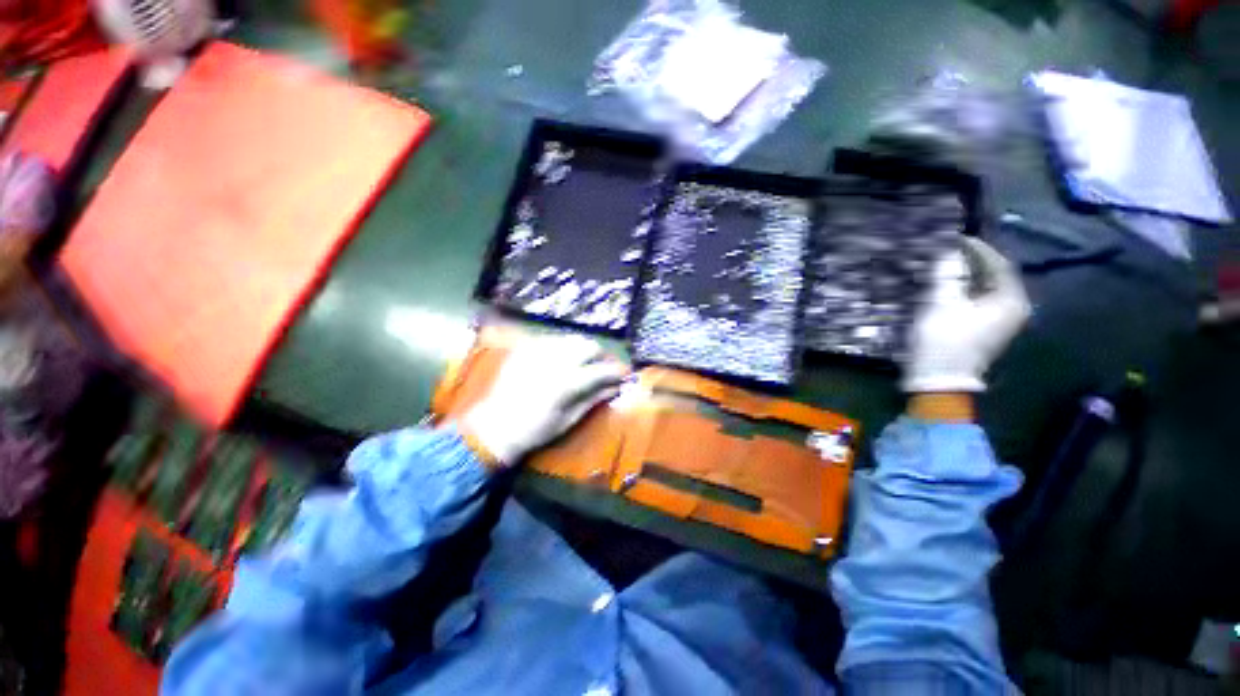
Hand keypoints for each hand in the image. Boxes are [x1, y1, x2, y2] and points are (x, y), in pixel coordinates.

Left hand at [462, 334, 628, 465]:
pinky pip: (553, 340)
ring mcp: (539, 351)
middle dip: (601, 355)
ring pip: (572, 338)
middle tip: (603, 368)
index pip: (602, 370)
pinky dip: (564, 347)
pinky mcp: (526, 349)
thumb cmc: (536, 430)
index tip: (624, 374)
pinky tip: (562, 360)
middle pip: (589, 345)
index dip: (617, 371)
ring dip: (583, 349)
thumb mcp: (569, 419)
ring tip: (584, 363)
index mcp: (568, 383)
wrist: (496, 427)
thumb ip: (594, 399)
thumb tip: (616, 387)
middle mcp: (555, 361)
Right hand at [903, 238, 1031, 392]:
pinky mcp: (984, 330)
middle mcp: (1012, 309)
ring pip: (983, 289)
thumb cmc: (944, 340)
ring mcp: (999, 322)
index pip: (999, 264)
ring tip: (941, 265)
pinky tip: (944, 286)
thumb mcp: (942, 304)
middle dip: (970, 262)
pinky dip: (962, 291)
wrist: (939, 380)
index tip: (954, 238)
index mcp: (1010, 301)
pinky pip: (976, 301)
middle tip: (946, 250)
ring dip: (963, 277)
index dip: (976, 249)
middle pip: (993, 276)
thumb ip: (946, 275)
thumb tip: (947, 251)